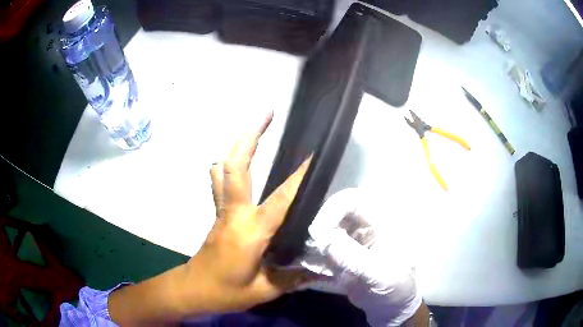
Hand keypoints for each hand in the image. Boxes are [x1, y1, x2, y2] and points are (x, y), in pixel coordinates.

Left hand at [184, 111, 312, 312]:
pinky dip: (230, 164)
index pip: (280, 199)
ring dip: (238, 145)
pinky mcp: (219, 213)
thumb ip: (293, 278)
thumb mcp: (263, 291)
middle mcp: (234, 213)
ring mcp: (223, 210)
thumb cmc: (225, 292)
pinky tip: (243, 162)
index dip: (298, 177)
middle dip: (250, 135)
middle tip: (267, 112)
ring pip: (224, 168)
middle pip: (235, 165)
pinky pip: (221, 181)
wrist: (192, 289)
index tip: (313, 155)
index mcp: (250, 232)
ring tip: (256, 129)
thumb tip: (323, 271)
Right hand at [308, 189, 422, 326]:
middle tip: (308, 246)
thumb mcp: (380, 274)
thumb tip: (324, 241)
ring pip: (327, 232)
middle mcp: (365, 228)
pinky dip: (312, 260)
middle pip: (335, 214)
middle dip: (319, 227)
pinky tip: (303, 273)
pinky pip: (323, 252)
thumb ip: (354, 258)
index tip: (317, 230)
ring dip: (313, 244)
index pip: (354, 201)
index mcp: (381, 223)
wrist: (392, 308)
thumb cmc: (396, 287)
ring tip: (302, 259)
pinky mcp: (342, 258)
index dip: (333, 208)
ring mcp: (352, 243)